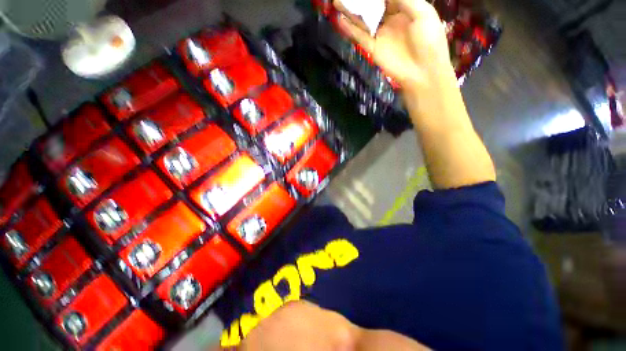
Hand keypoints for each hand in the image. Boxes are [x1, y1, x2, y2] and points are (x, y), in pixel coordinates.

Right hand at [334, 0, 453, 90]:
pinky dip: (349, 29)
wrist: (422, 71)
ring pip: (363, 20)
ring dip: (350, 11)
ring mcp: (380, 34)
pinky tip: (340, 20)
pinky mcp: (373, 48)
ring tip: (336, 1)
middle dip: (361, 0)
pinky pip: (359, 36)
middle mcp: (390, 20)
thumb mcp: (422, 13)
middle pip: (372, 6)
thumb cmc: (429, 40)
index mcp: (404, 8)